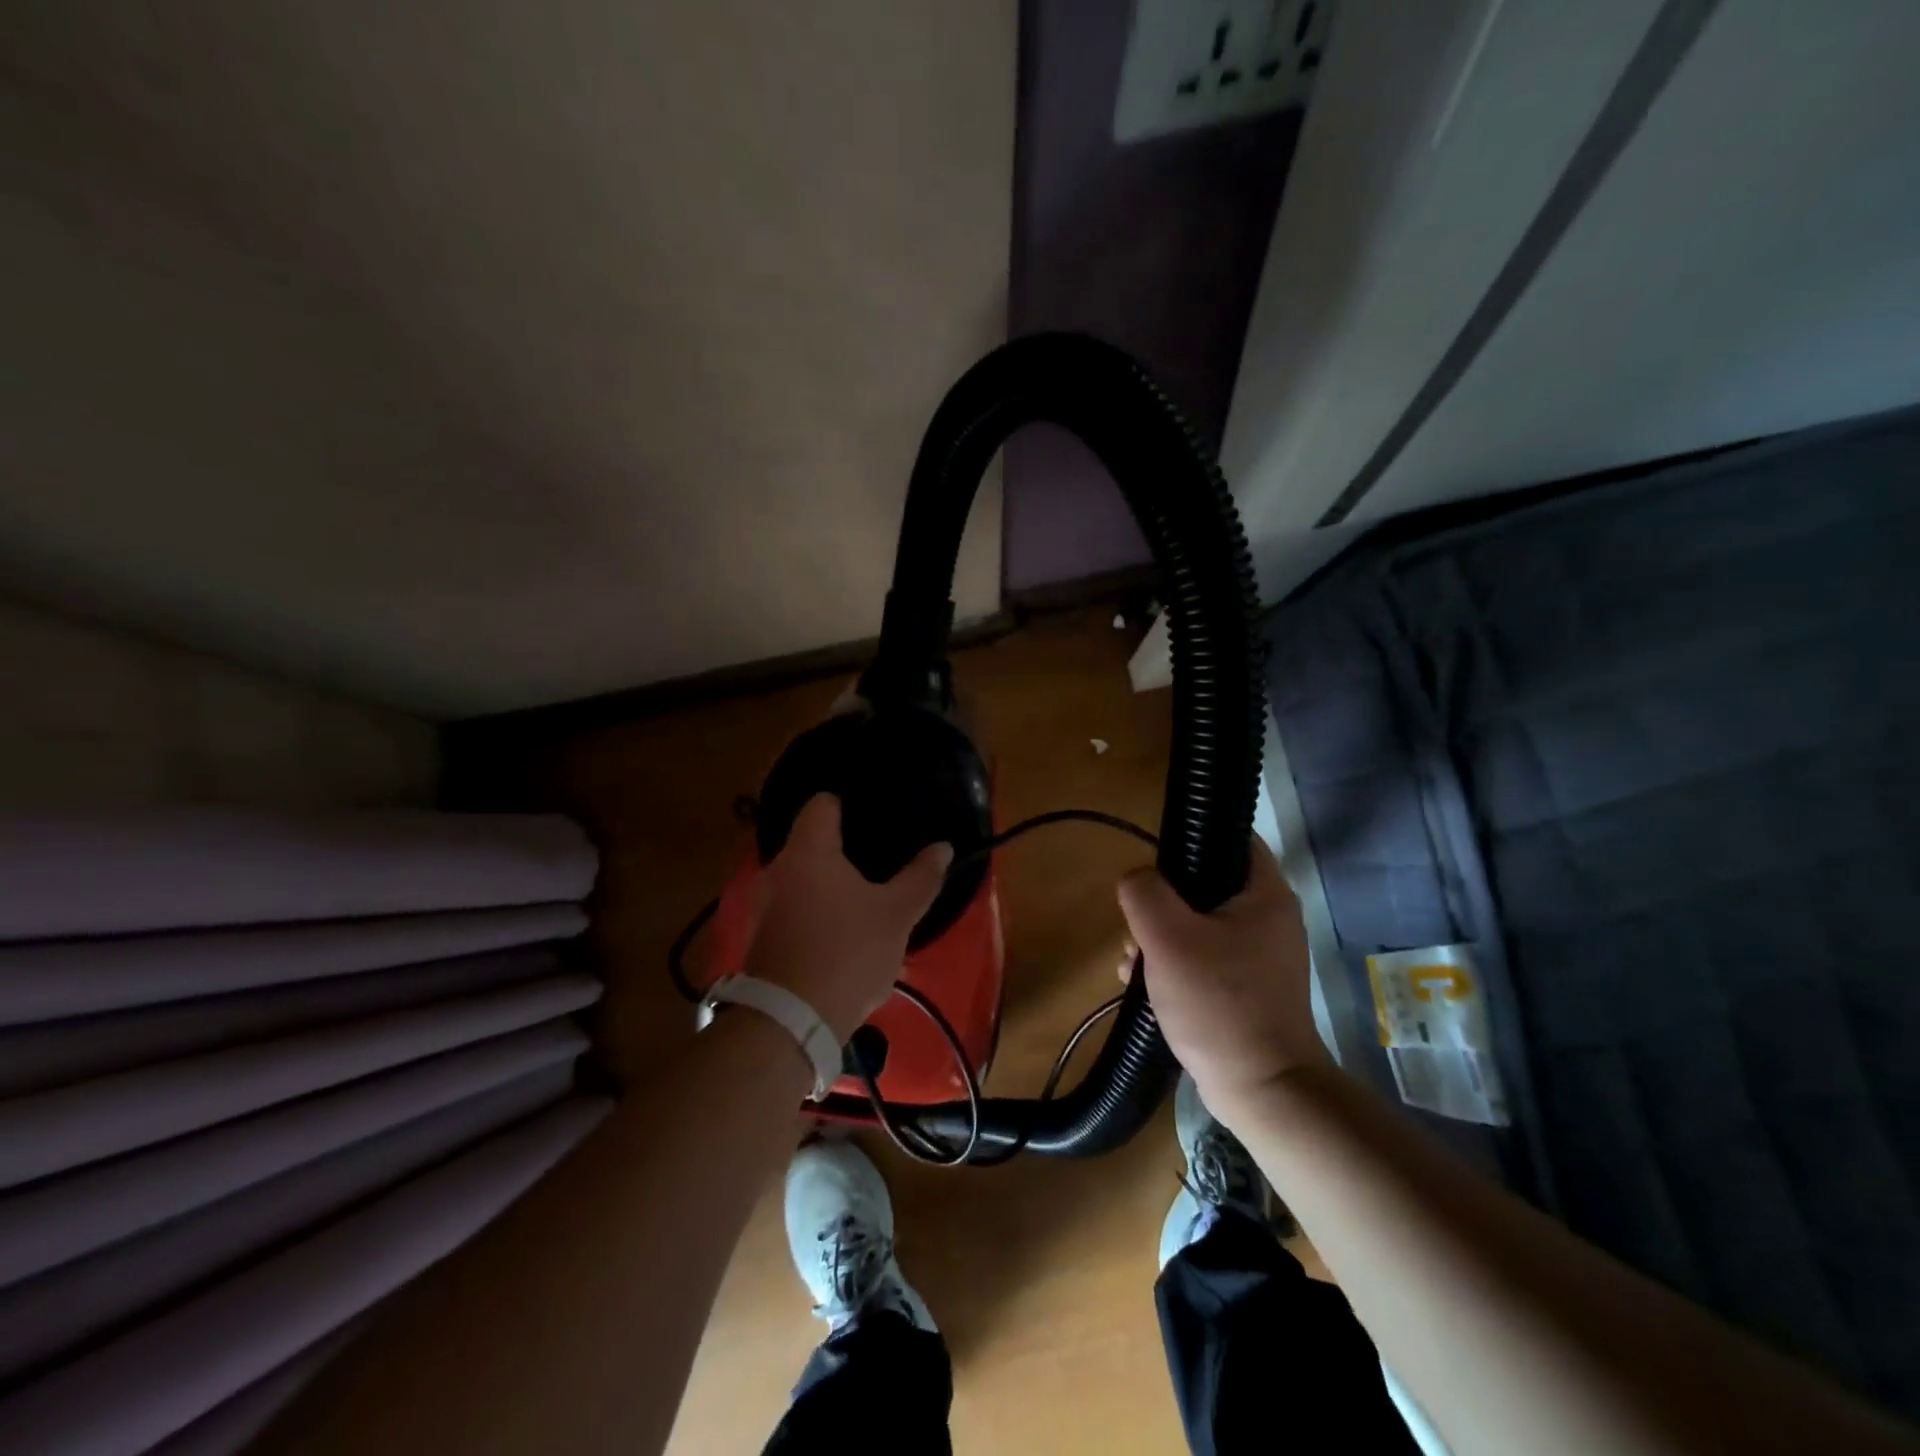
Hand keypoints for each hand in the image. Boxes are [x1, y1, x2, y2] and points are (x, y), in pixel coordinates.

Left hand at [743, 795, 951, 1041]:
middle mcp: (778, 868)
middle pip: (811, 842)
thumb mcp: (896, 914)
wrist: (790, 1022)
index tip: (873, 815)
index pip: (822, 804)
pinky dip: (815, 913)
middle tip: (878, 861)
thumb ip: (921, 877)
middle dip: (843, 851)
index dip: (847, 804)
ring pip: (803, 880)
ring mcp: (764, 904)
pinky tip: (841, 934)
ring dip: (829, 886)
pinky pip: (793, 909)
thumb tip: (942, 847)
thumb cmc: (848, 952)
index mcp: (809, 850)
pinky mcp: (760, 936)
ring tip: (864, 901)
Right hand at [1117, 837, 1328, 1118]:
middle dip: (1159, 904)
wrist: (1261, 1089)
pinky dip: (1173, 963)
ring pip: (1196, 922)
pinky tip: (1145, 985)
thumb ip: (1144, 893)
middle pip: (1202, 883)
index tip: (1154, 864)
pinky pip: (1203, 954)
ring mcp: (1259, 953)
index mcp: (1265, 892)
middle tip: (1136, 931)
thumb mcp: (1168, 939)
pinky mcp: (1247, 984)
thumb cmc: (1218, 1004)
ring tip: (1132, 966)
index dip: (1189, 838)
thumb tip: (1136, 878)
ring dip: (1158, 938)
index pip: (1229, 836)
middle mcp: (1269, 915)